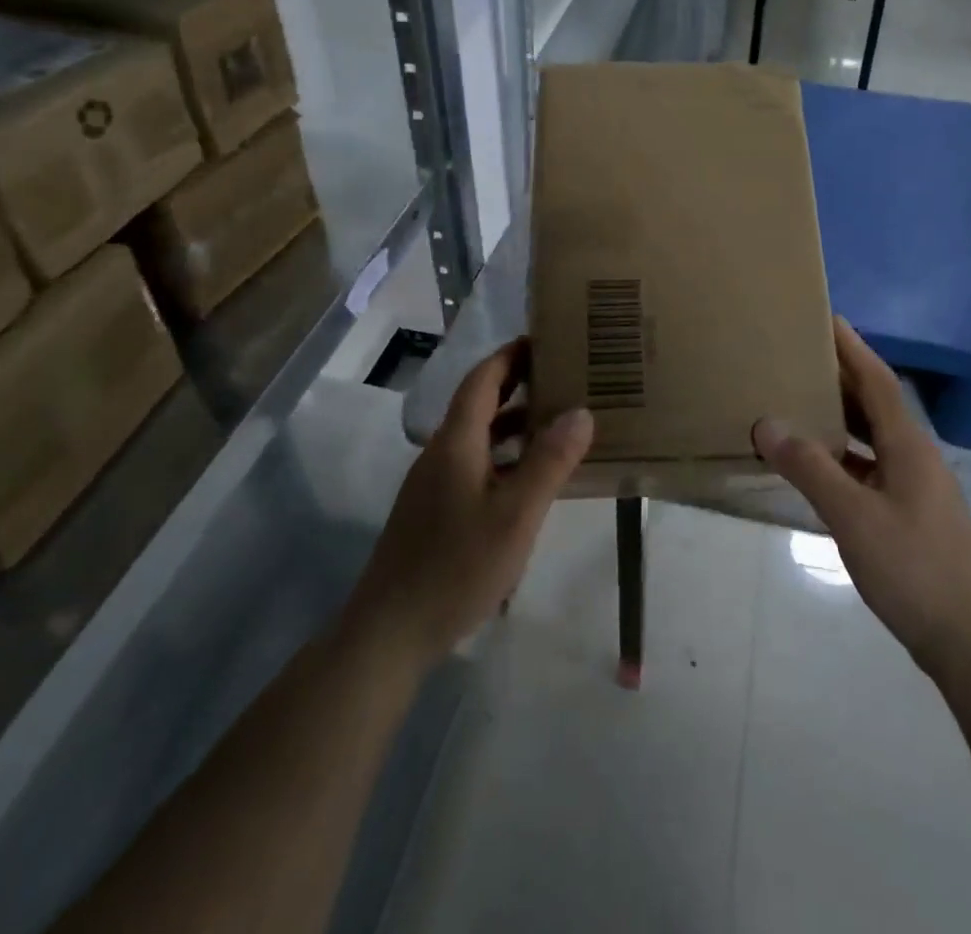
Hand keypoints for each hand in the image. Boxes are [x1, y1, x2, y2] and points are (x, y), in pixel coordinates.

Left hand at [342, 340, 593, 671]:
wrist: (389, 632)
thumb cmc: (456, 566)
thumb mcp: (516, 515)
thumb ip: (549, 462)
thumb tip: (581, 412)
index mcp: (455, 442)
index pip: (481, 379)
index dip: (510, 355)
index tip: (543, 340)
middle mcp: (441, 453)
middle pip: (478, 404)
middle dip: (516, 384)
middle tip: (561, 376)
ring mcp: (433, 484)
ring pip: (477, 437)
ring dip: (512, 423)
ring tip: (556, 422)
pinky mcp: (433, 511)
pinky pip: (474, 465)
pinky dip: (504, 456)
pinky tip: (529, 479)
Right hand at [752, 320, 970, 679]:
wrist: (970, 641)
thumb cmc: (913, 569)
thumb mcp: (852, 516)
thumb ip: (809, 468)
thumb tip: (767, 424)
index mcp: (908, 446)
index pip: (877, 380)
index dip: (852, 347)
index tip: (826, 317)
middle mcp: (915, 457)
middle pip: (875, 404)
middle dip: (841, 377)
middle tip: (800, 355)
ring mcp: (915, 487)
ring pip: (872, 437)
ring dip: (840, 417)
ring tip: (800, 400)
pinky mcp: (910, 514)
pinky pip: (870, 467)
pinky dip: (843, 456)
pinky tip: (817, 465)